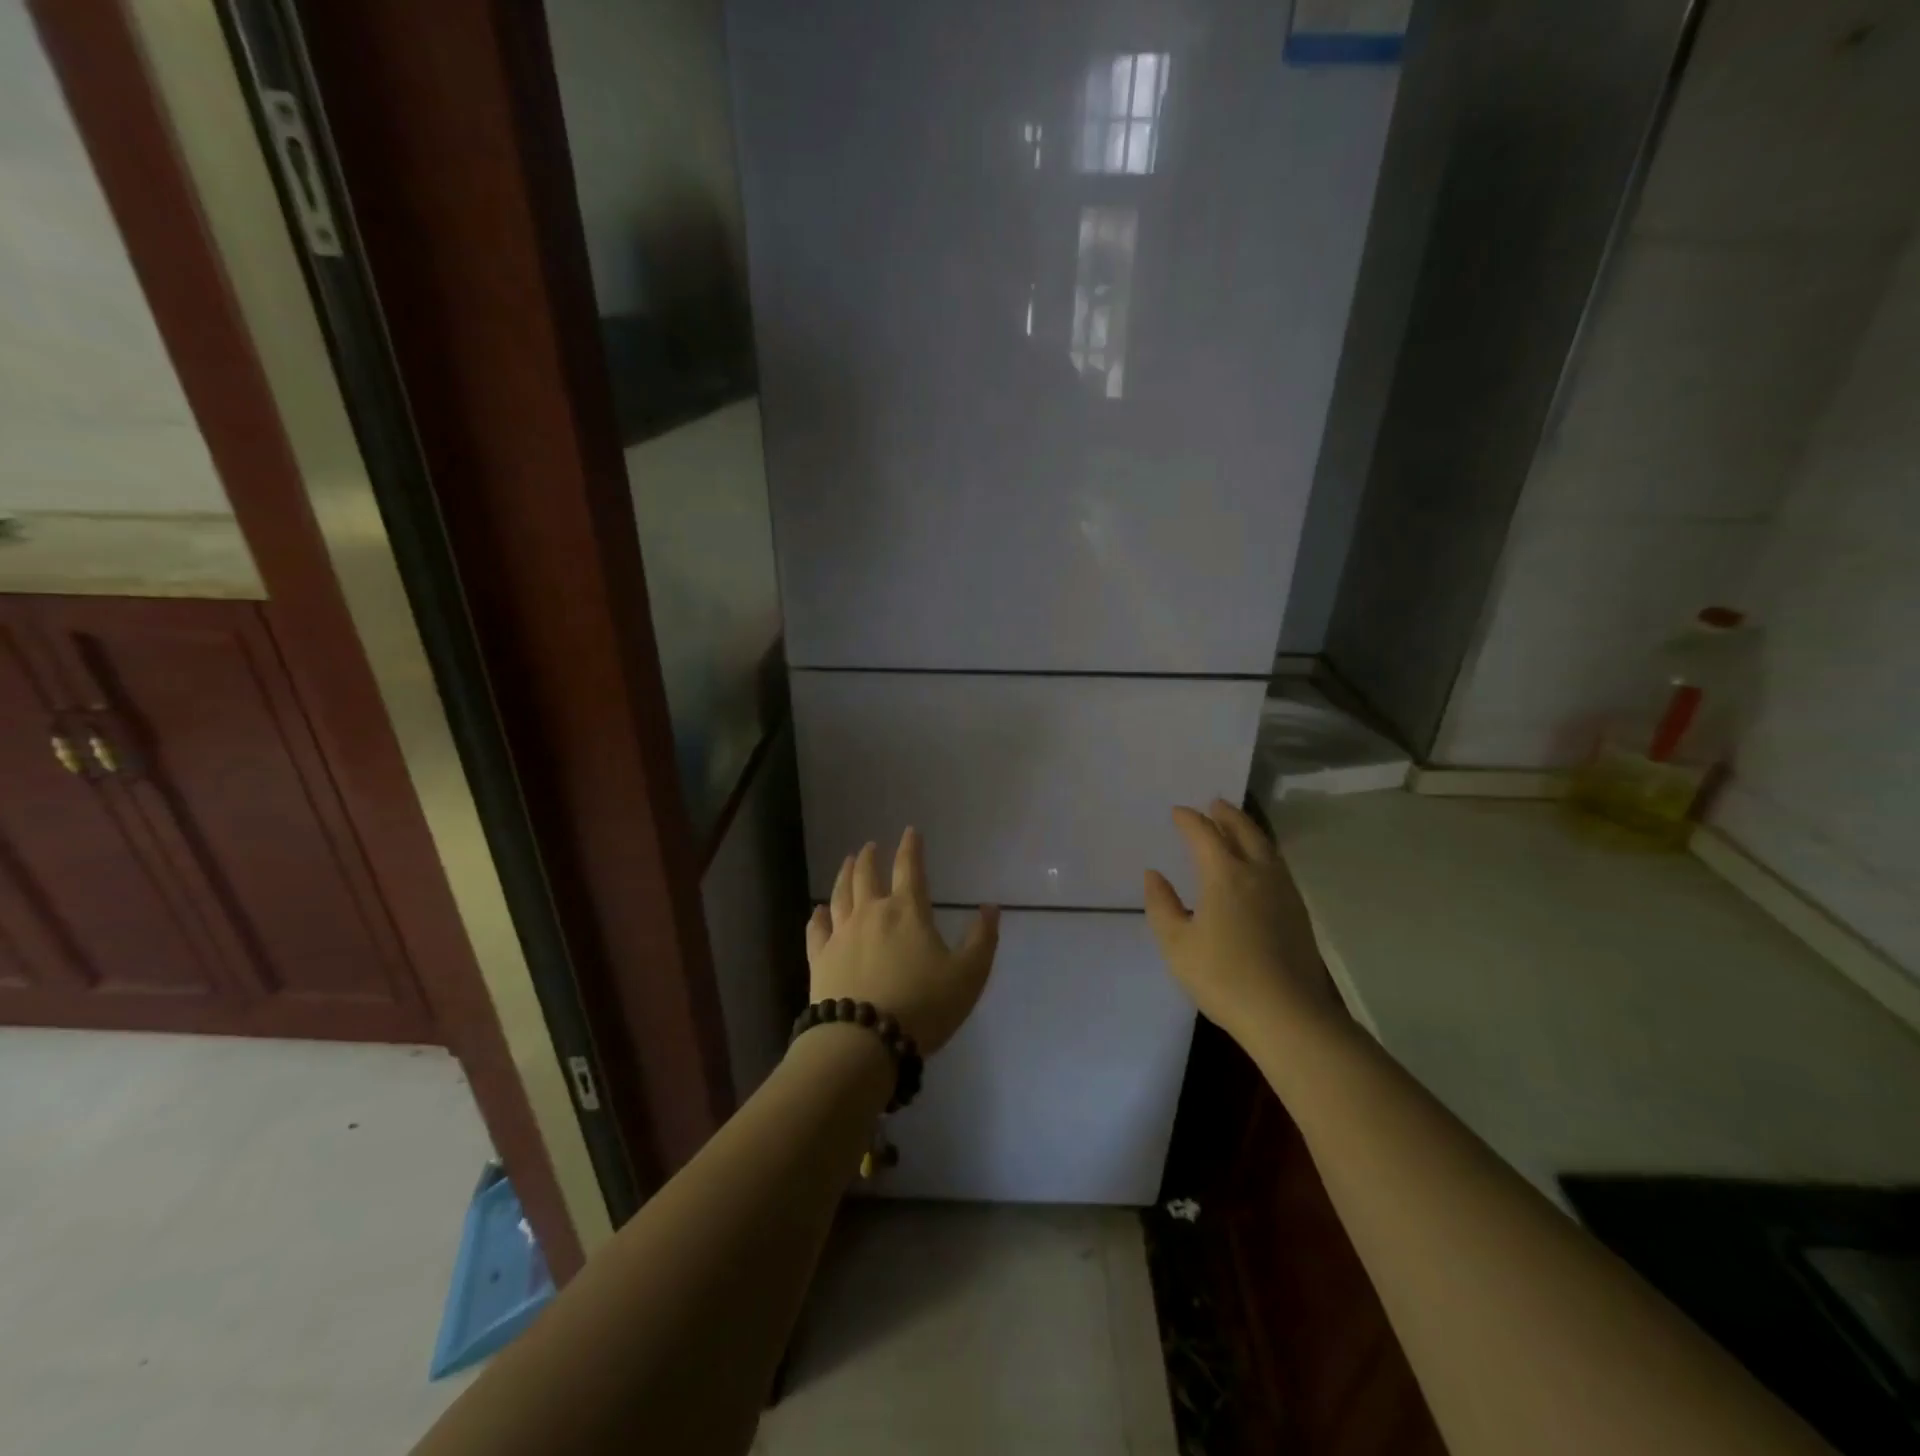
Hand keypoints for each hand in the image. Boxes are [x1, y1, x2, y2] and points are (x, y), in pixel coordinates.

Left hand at [806, 829, 999, 1053]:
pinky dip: (817, 916)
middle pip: (866, 875)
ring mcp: (841, 935)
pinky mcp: (820, 959)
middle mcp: (871, 913)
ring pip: (840, 894)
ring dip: (844, 875)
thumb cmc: (923, 1006)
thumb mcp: (968, 975)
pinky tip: (817, 911)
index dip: (911, 847)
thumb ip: (982, 939)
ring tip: (847, 863)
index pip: (909, 868)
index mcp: (907, 911)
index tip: (910, 831)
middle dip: (870, 857)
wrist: (864, 1041)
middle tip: (870, 846)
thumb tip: (991, 907)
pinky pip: (815, 929)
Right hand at [1144, 800, 1339, 1043]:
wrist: (1288, 1014)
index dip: (1189, 820)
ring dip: (1248, 829)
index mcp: (1224, 875)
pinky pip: (1278, 865)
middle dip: (1226, 815)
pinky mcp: (1298, 911)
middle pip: (1243, 831)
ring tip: (1236, 825)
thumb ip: (1162, 905)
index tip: (1177, 812)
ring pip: (1266, 846)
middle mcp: (1257, 873)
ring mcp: (1283, 891)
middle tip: (1214, 804)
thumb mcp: (1176, 944)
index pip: (1204, 834)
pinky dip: (1263, 851)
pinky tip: (1259, 864)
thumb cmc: (1223, 977)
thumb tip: (1155, 875)